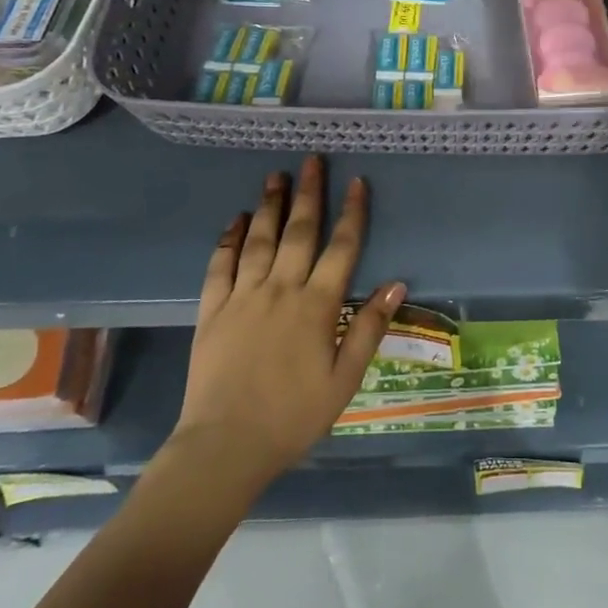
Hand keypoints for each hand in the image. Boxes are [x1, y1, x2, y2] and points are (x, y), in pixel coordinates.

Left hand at [171, 156, 403, 489]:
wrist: (225, 446)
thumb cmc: (293, 417)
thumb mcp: (344, 380)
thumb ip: (368, 329)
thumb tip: (395, 284)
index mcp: (316, 306)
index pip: (341, 248)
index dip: (352, 213)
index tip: (357, 182)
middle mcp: (280, 290)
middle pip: (298, 232)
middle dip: (308, 193)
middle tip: (311, 161)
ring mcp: (243, 297)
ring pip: (259, 240)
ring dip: (269, 205)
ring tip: (275, 176)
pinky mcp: (212, 310)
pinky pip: (221, 265)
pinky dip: (229, 239)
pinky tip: (236, 220)